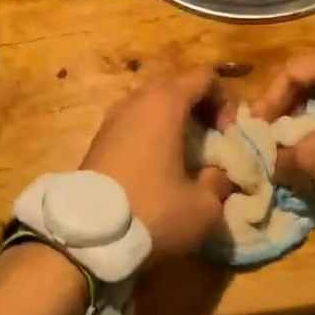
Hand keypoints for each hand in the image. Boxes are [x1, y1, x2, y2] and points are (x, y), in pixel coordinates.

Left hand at [81, 68, 234, 262]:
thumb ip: (220, 181)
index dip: (225, 100)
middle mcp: (135, 101)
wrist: (86, 238)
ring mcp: (112, 119)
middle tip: (210, 139)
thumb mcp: (204, 206)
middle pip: (175, 83)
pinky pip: (133, 122)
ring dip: (173, 119)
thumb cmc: (152, 212)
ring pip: (151, 103)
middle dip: (199, 105)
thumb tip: (218, 174)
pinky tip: (158, 167)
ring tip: (185, 154)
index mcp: (164, 104)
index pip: (204, 76)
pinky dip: (151, 133)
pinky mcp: (98, 140)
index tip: (227, 135)